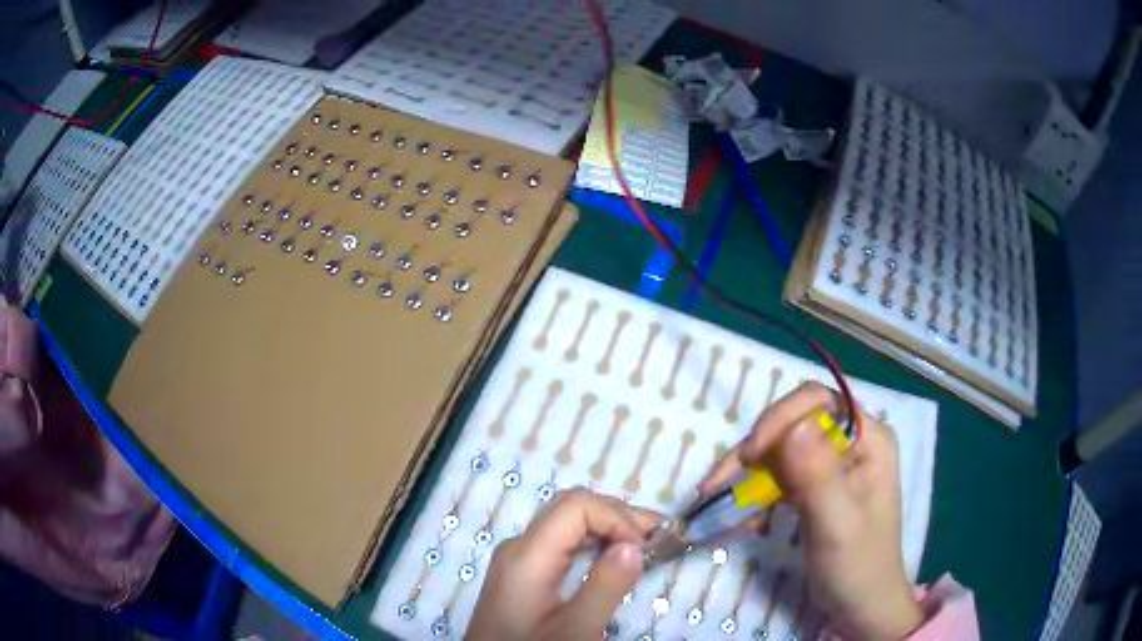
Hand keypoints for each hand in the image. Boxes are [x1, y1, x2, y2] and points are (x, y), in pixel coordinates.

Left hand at [469, 488, 661, 640]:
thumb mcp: (575, 630)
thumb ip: (605, 587)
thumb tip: (634, 545)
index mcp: (526, 555)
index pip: (576, 506)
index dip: (617, 518)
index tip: (644, 550)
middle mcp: (518, 547)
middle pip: (571, 507)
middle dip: (619, 516)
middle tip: (658, 538)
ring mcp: (517, 558)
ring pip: (567, 522)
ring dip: (609, 527)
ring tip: (645, 544)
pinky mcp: (522, 573)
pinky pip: (561, 542)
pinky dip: (594, 542)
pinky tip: (614, 558)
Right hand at [700, 383, 923, 640]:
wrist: (860, 603)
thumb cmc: (858, 565)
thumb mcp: (837, 524)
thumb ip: (818, 475)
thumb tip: (793, 424)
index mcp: (869, 439)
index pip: (820, 402)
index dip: (781, 418)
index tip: (749, 454)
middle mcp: (852, 442)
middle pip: (795, 421)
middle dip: (757, 446)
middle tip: (721, 480)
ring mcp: (832, 463)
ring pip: (781, 446)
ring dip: (748, 469)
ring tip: (715, 493)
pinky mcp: (815, 485)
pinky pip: (779, 473)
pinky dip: (755, 488)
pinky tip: (741, 511)